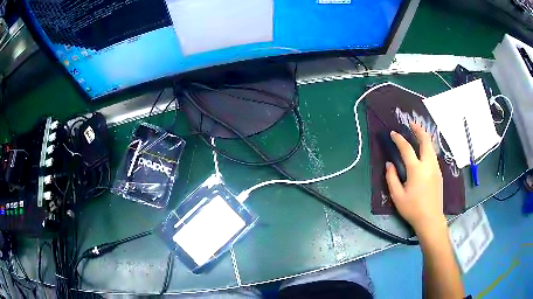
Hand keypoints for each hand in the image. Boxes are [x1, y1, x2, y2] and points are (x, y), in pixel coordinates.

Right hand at [385, 122, 445, 235]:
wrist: (430, 219)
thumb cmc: (412, 209)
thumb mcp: (397, 196)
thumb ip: (391, 178)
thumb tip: (389, 164)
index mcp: (416, 170)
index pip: (407, 149)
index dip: (399, 139)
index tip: (393, 133)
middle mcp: (428, 165)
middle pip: (425, 141)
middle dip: (418, 130)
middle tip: (411, 124)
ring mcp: (435, 168)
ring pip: (431, 147)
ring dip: (424, 138)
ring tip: (418, 134)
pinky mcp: (439, 173)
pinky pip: (433, 155)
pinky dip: (428, 148)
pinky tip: (423, 151)